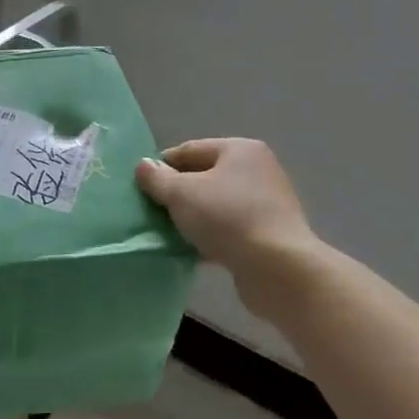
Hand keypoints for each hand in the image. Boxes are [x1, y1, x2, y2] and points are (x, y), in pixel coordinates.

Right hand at [136, 139, 316, 282]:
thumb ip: (157, 178)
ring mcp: (266, 203)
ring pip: (215, 205)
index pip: (189, 150)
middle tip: (151, 210)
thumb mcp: (181, 193)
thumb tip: (143, 166)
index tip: (140, 186)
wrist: (278, 268)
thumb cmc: (227, 218)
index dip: (162, 165)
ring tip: (167, 233)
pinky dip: (210, 236)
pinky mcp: (268, 234)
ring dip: (192, 217)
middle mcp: (257, 170)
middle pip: (204, 176)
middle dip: (176, 193)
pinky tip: (191, 250)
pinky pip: (229, 228)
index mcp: (239, 149)